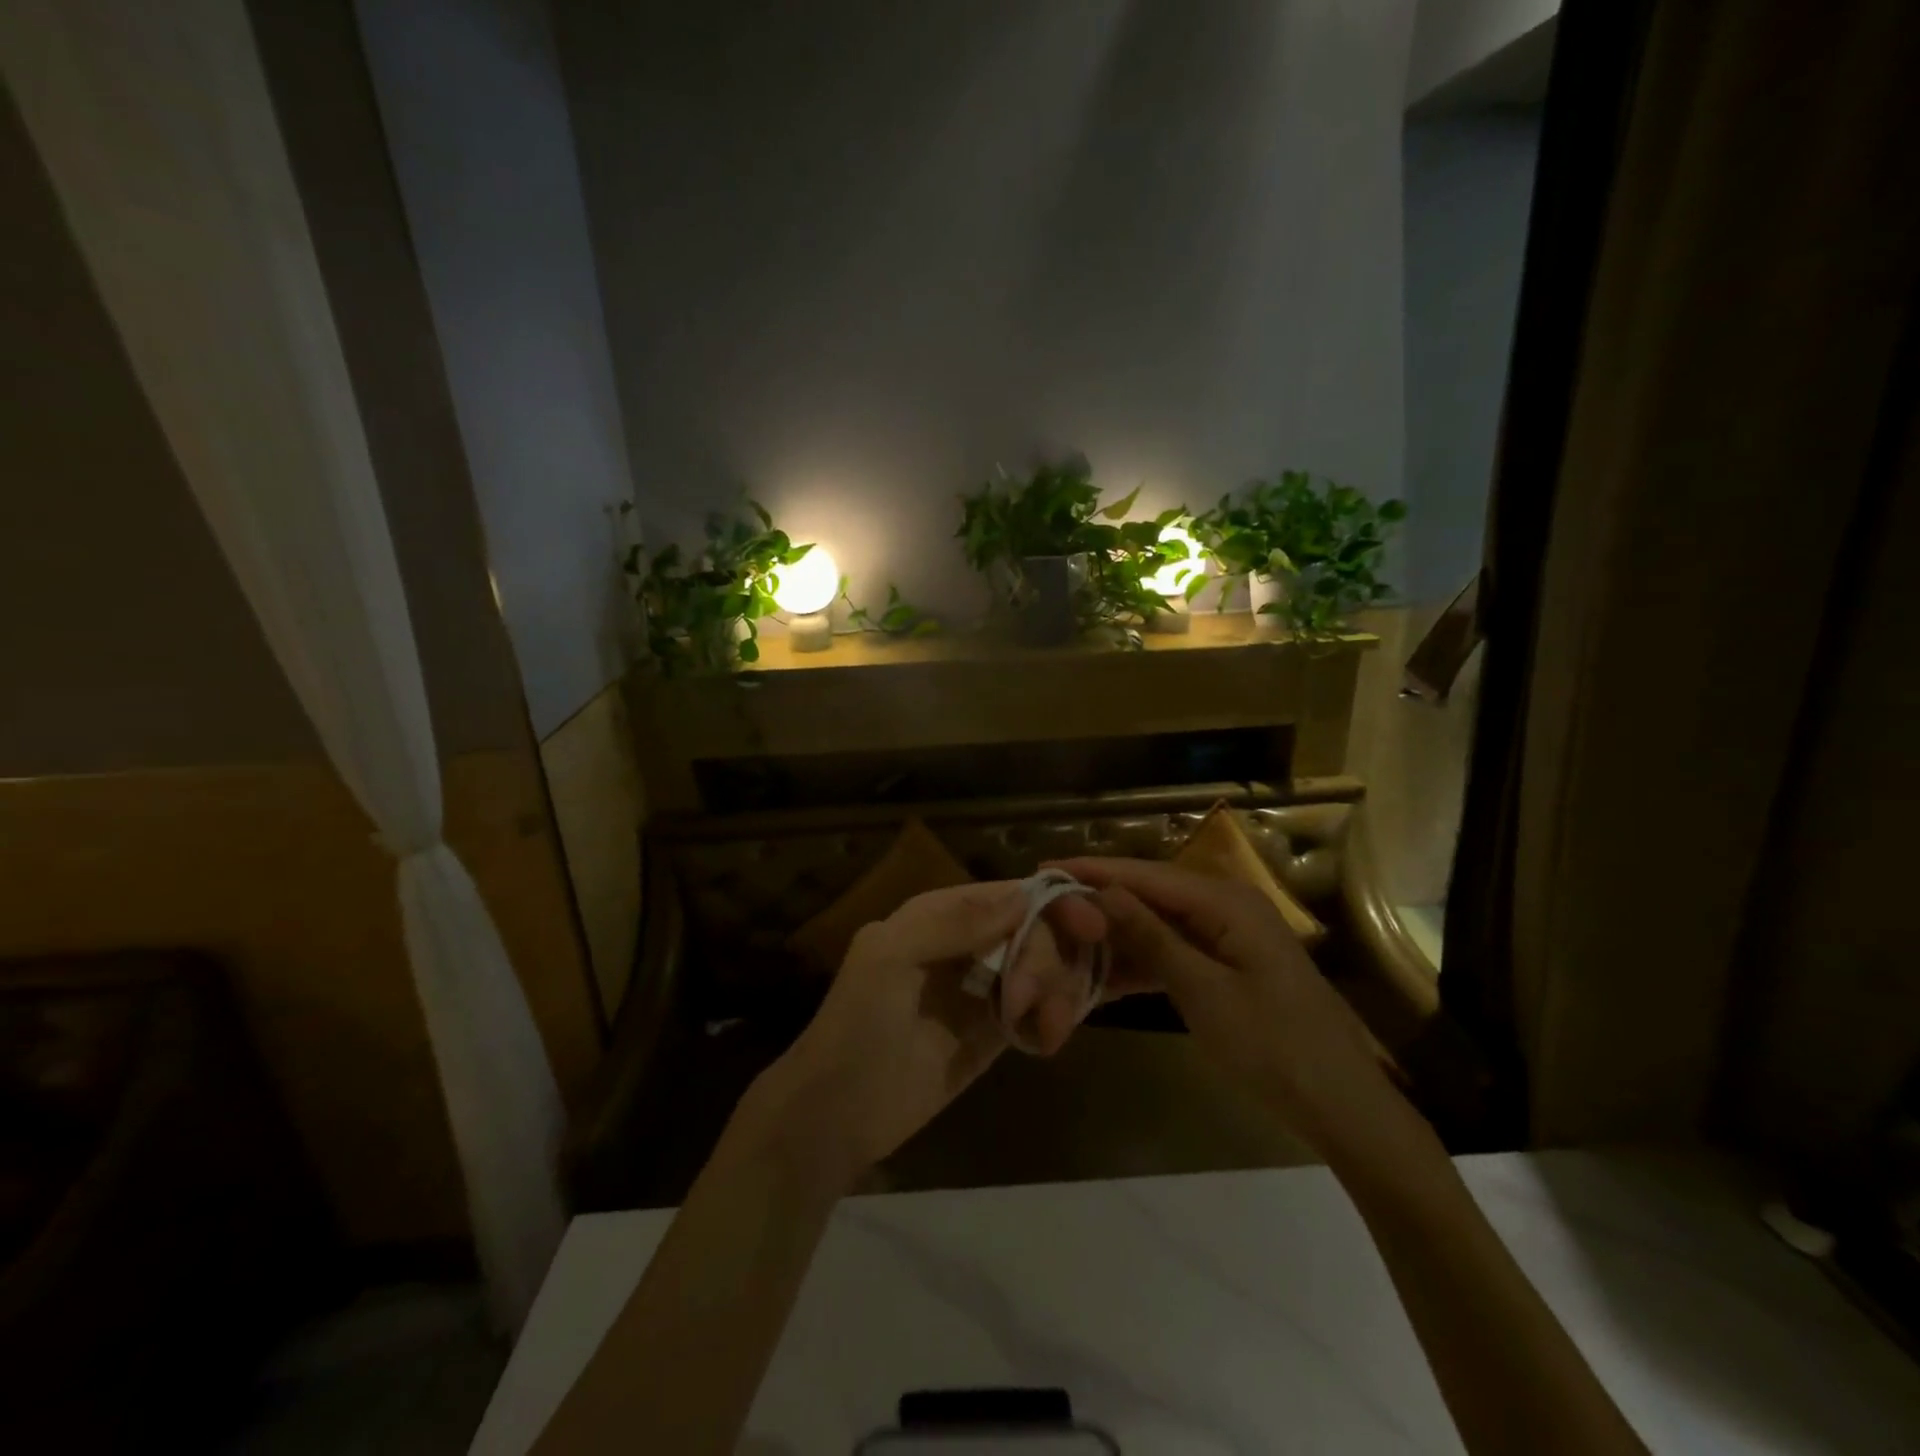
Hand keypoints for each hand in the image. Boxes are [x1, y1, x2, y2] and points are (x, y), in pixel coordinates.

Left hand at [744, 880, 1106, 1186]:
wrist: (837, 1115)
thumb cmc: (857, 1025)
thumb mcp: (889, 958)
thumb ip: (953, 922)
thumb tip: (1023, 894)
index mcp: (937, 915)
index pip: (1006, 894)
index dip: (1050, 903)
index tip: (1090, 927)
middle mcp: (964, 944)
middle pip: (1033, 930)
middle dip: (1046, 961)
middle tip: (1030, 1002)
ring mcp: (981, 988)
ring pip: (1043, 969)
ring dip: (1058, 992)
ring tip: (1048, 1030)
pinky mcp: (993, 1032)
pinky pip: (1038, 1010)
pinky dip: (1053, 1018)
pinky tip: (1047, 1039)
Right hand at [1049, 857, 1399, 1155]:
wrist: (1343, 1107)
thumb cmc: (1274, 1047)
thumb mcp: (1203, 991)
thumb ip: (1150, 937)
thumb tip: (1101, 892)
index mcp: (1225, 901)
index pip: (1145, 875)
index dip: (1094, 871)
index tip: (1045, 868)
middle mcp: (1226, 906)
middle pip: (1150, 894)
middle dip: (1099, 901)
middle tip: (1047, 907)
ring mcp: (1229, 937)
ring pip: (1158, 924)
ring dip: (1115, 935)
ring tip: (1064, 939)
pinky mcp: (1228, 966)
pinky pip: (1174, 952)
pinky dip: (1141, 962)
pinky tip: (1103, 975)